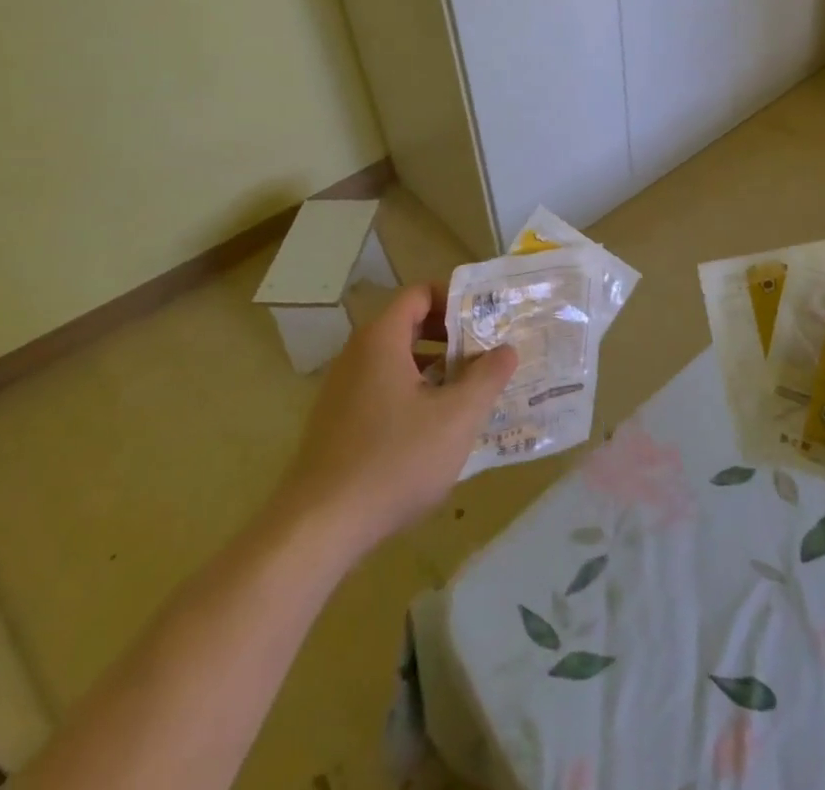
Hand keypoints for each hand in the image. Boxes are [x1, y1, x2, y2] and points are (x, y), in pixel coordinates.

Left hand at [272, 283, 515, 555]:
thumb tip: (507, 349)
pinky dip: (413, 392)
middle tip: (487, 354)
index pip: (420, 293)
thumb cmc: (393, 461)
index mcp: (381, 340)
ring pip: (397, 360)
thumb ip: (487, 378)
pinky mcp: (337, 423)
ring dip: (435, 367)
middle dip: (451, 336)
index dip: (456, 300)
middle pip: (409, 324)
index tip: (487, 321)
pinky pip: (382, 389)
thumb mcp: (456, 418)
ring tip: (470, 390)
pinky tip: (436, 428)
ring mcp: (342, 390)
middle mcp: (357, 355)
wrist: (317, 530)